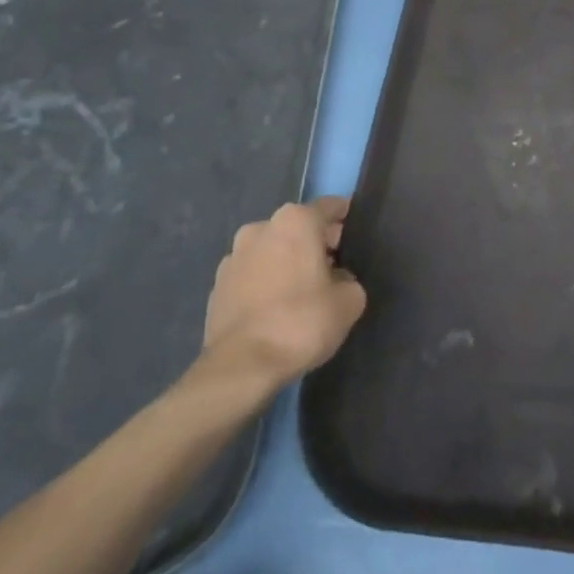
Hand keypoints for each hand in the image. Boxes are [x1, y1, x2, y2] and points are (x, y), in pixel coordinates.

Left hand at [200, 197, 366, 400]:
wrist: (242, 367)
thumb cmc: (301, 322)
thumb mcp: (350, 301)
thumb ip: (349, 280)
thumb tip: (336, 280)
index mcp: (295, 221)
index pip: (331, 206)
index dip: (347, 220)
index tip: (357, 238)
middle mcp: (260, 228)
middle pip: (299, 227)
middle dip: (317, 243)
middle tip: (335, 270)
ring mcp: (233, 256)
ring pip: (273, 250)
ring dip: (288, 262)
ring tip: (304, 292)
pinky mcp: (217, 286)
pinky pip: (253, 274)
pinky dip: (267, 282)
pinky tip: (277, 309)